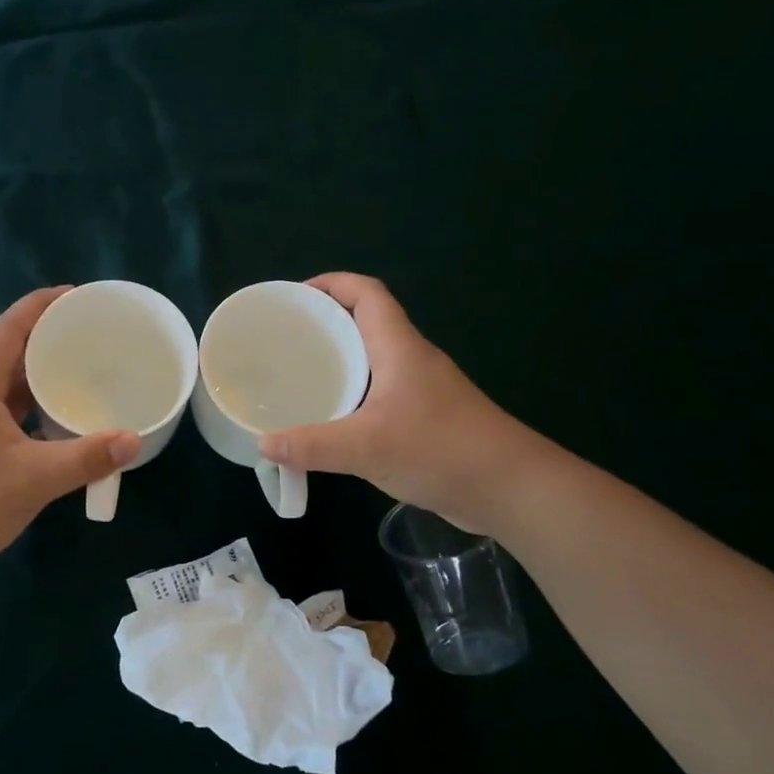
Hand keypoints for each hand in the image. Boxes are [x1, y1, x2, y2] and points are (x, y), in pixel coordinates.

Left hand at [0, 287, 141, 569]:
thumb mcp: (34, 478)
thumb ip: (85, 458)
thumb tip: (132, 440)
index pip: (10, 329)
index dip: (40, 305)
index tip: (75, 294)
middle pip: (10, 354)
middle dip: (48, 339)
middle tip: (90, 336)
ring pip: (8, 387)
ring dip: (40, 376)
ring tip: (80, 373)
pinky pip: (7, 414)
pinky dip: (33, 409)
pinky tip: (57, 423)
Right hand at [257, 274, 547, 533]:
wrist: (511, 489)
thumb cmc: (442, 450)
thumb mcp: (368, 447)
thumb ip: (312, 445)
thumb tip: (262, 444)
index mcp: (399, 347)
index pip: (367, 293)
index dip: (332, 284)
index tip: (294, 297)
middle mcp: (411, 360)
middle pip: (366, 323)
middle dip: (325, 324)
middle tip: (284, 341)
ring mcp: (421, 391)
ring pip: (372, 361)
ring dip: (338, 362)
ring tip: (297, 377)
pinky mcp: (424, 419)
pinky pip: (378, 394)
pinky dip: (351, 396)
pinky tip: (330, 421)